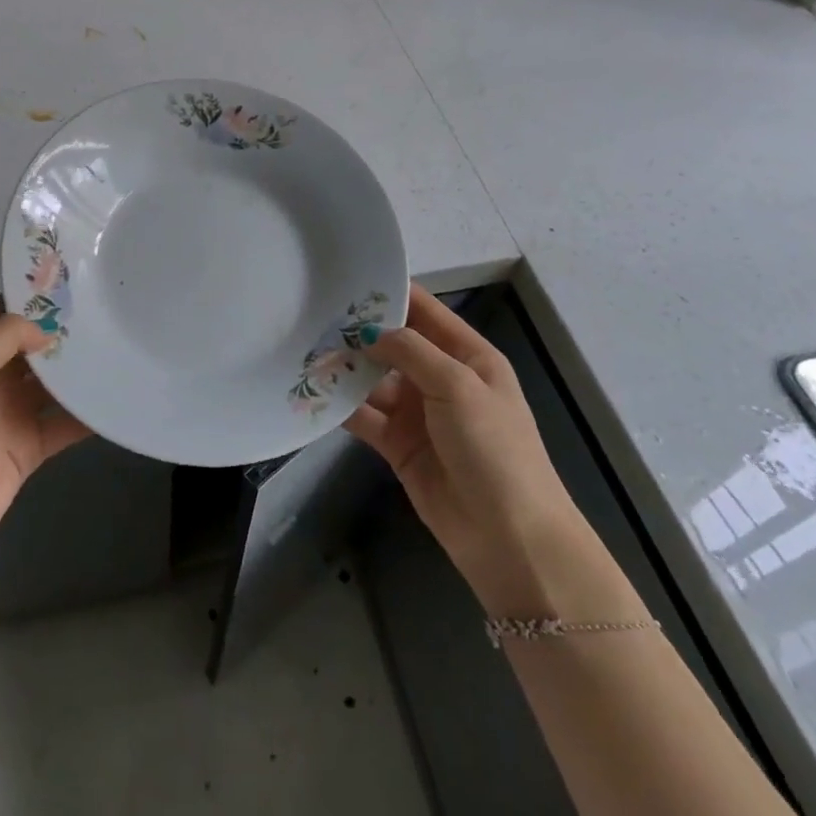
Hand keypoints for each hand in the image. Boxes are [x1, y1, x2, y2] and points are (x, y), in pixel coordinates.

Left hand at [0, 300, 90, 567]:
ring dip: (79, 369)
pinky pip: (64, 423)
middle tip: (105, 309)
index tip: (71, 280)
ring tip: (117, 345)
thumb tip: (46, 329)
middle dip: (63, 330)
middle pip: (32, 347)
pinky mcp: (29, 448)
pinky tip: (115, 399)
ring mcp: (12, 414)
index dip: (31, 297)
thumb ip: (4, 339)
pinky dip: (88, 414)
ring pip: (53, 383)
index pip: (2, 315)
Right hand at [344, 285, 585, 615]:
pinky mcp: (398, 445)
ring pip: (373, 379)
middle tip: (312, 312)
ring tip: (304, 350)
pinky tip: (312, 392)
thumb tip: (368, 331)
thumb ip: (410, 351)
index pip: (424, 311)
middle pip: (393, 344)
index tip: (348, 276)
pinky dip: (341, 406)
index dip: (391, 292)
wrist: (510, 539)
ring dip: (345, 368)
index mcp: (467, 356)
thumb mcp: (458, 386)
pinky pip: (365, 416)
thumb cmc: (494, 448)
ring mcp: (418, 413)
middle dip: (358, 331)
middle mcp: (441, 378)